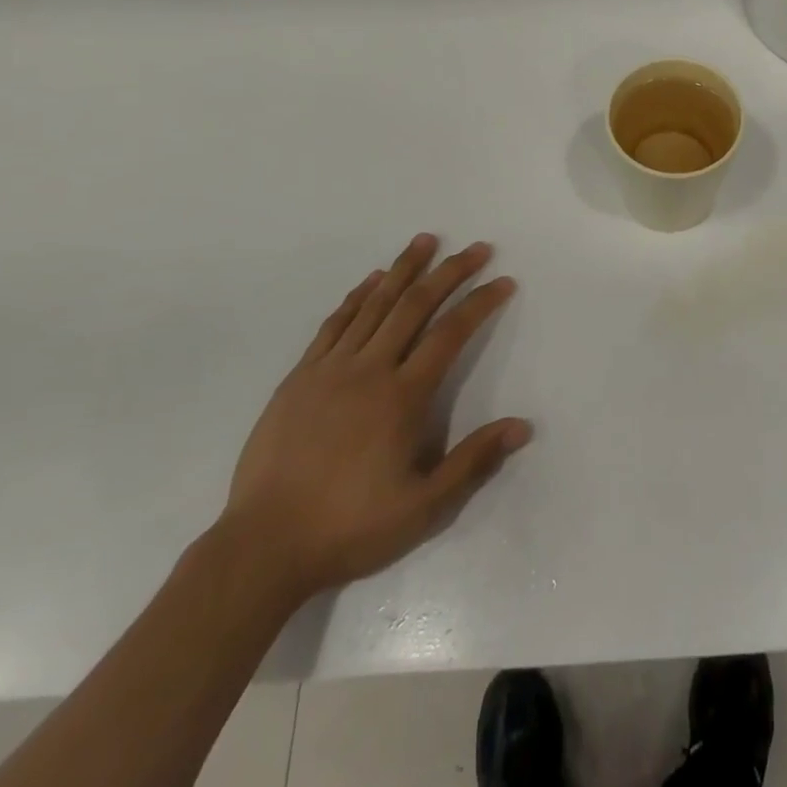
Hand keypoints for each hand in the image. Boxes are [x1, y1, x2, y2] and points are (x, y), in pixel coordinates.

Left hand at [220, 234, 530, 602]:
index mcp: (402, 398)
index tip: (503, 282)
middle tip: (476, 247)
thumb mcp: (423, 507)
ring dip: (403, 269)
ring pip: (374, 304)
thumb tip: (522, 426)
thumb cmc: (350, 526)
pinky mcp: (300, 377)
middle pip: (415, 305)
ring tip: (426, 240)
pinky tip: (371, 280)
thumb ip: (473, 462)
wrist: (264, 545)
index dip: (480, 303)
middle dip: (450, 272)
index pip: (450, 334)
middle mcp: (369, 370)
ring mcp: (330, 369)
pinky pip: (335, 323)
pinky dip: (357, 296)